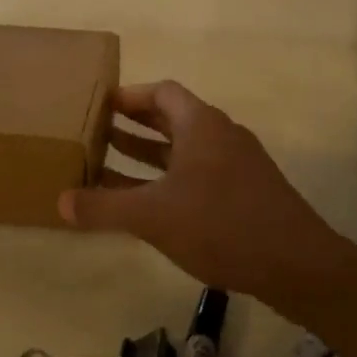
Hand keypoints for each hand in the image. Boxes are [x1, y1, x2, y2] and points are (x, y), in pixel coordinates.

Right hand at [58, 81, 356, 310]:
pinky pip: (198, 174)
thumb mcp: (152, 216)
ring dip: (148, 156)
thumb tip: (60, 202)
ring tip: (109, 167)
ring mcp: (237, 164)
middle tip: (96, 134)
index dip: (128, 96)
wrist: (297, 264)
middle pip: (171, 118)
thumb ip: (103, 208)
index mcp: (201, 124)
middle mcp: (221, 135)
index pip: (161, 92)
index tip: (99, 106)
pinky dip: (169, 180)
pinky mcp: (246, 192)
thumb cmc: (220, 224)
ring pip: (184, 150)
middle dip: (133, 126)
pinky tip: (149, 205)